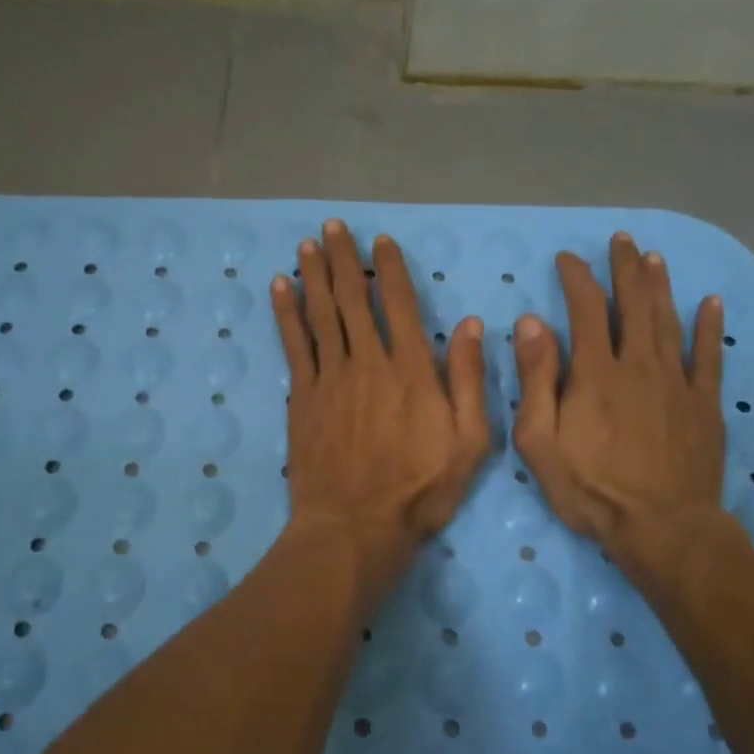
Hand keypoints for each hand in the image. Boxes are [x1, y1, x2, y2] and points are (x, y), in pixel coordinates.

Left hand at [272, 219, 489, 586]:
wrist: (356, 526)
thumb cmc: (420, 489)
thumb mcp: (470, 442)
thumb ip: (471, 380)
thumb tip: (473, 325)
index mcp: (413, 369)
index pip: (400, 304)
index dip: (389, 269)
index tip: (379, 241)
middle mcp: (369, 361)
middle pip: (354, 298)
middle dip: (343, 258)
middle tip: (333, 226)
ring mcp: (331, 377)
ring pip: (321, 313)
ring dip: (314, 274)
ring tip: (308, 243)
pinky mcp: (303, 397)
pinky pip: (294, 344)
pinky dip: (287, 312)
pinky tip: (281, 287)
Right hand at [512, 233, 728, 589]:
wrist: (661, 527)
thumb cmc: (590, 488)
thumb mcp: (540, 440)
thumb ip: (536, 378)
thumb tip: (532, 323)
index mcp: (595, 373)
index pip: (584, 310)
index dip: (576, 278)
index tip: (568, 257)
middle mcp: (638, 365)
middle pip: (633, 304)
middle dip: (624, 268)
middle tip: (621, 240)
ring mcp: (676, 382)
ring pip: (668, 321)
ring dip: (659, 286)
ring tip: (653, 257)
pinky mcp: (704, 404)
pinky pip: (709, 356)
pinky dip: (709, 327)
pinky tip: (711, 303)